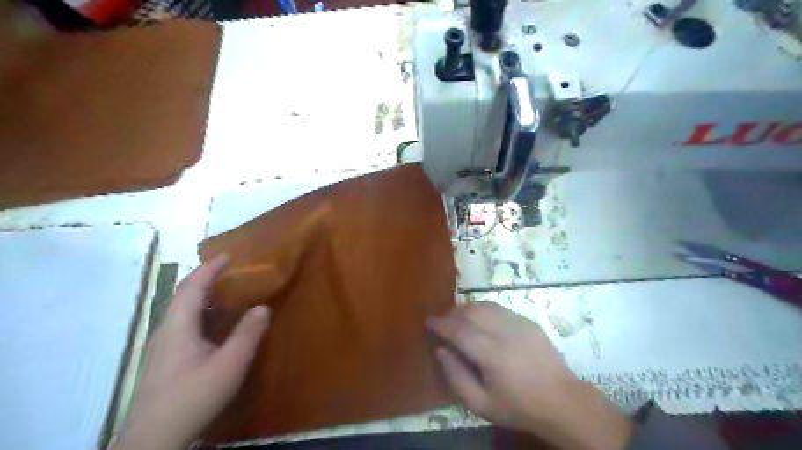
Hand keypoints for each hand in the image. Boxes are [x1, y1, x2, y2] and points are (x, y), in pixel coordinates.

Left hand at [112, 257, 268, 448]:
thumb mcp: (230, 364)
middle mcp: (165, 331)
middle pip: (182, 296)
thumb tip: (262, 307)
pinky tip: (212, 326)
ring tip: (224, 293)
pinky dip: (198, 313)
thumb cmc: (194, 396)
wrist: (154, 439)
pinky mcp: (162, 360)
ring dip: (200, 297)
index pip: (192, 287)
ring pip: (180, 311)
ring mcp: (160, 346)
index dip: (209, 269)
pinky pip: (181, 324)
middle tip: (228, 271)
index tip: (228, 256)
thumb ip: (248, 334)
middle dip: (204, 279)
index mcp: (178, 326)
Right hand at [428, 300, 629, 449]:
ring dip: (467, 308)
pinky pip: (499, 308)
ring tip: (459, 319)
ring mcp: (518, 323)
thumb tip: (441, 350)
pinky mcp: (528, 321)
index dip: (440, 323)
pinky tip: (481, 321)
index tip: (428, 321)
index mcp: (492, 354)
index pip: (459, 330)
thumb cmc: (519, 406)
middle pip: (471, 311)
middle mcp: (504, 331)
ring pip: (485, 305)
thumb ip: (456, 377)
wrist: (562, 401)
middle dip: (452, 313)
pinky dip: (483, 310)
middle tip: (443, 322)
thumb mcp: (481, 404)